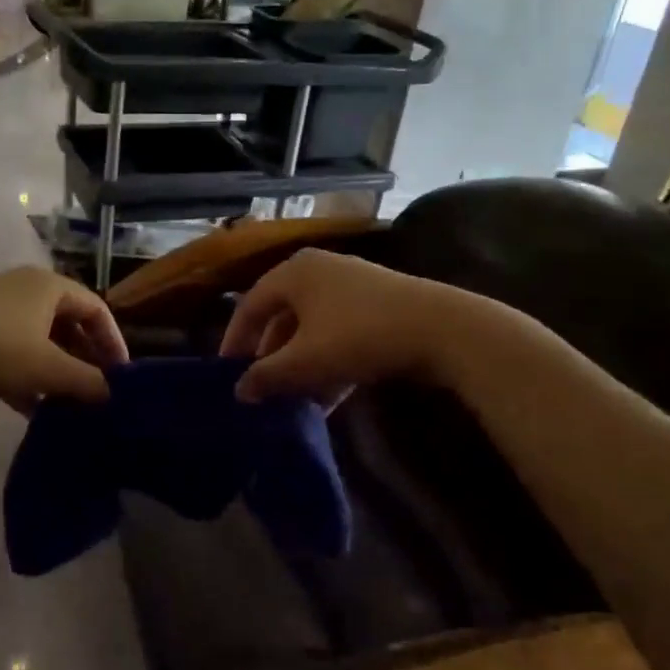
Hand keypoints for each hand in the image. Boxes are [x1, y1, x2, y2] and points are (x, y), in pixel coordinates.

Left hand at [0, 267, 128, 411]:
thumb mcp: (45, 368)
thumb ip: (85, 381)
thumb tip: (113, 395)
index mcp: (48, 286)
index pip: (96, 308)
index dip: (113, 342)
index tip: (122, 377)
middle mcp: (25, 289)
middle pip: (68, 324)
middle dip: (84, 359)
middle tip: (97, 393)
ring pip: (40, 341)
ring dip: (57, 371)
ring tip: (70, 405)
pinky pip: (14, 352)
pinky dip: (28, 376)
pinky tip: (33, 410)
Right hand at [219, 248, 481, 403]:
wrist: (442, 329)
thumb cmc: (359, 336)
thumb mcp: (306, 361)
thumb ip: (267, 376)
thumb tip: (239, 391)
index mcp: (294, 272)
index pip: (250, 305)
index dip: (235, 341)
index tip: (227, 373)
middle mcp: (318, 270)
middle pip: (281, 317)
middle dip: (271, 357)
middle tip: (260, 388)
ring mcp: (350, 285)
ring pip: (311, 328)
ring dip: (299, 365)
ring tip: (292, 399)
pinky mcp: (376, 304)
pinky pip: (338, 332)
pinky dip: (327, 362)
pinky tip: (326, 398)